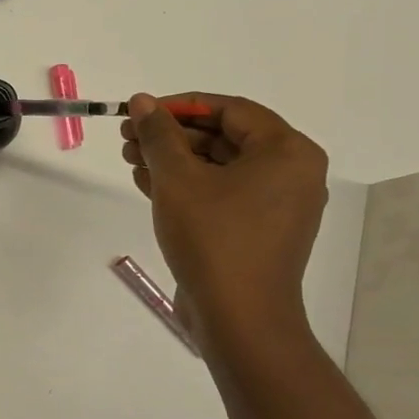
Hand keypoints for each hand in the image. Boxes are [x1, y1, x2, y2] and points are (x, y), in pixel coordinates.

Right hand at [121, 93, 326, 346]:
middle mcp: (290, 173)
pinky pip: (220, 193)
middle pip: (224, 137)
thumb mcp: (178, 179)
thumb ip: (158, 135)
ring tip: (129, 158)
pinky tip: (146, 181)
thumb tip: (142, 101)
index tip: (140, 111)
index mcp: (287, 152)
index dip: (180, 106)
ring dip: (173, 159)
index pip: (230, 109)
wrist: (237, 317)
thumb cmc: (213, 238)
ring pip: (218, 167)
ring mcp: (274, 205)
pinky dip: (186, 185)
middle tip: (128, 136)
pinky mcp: (255, 230)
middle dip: (172, 135)